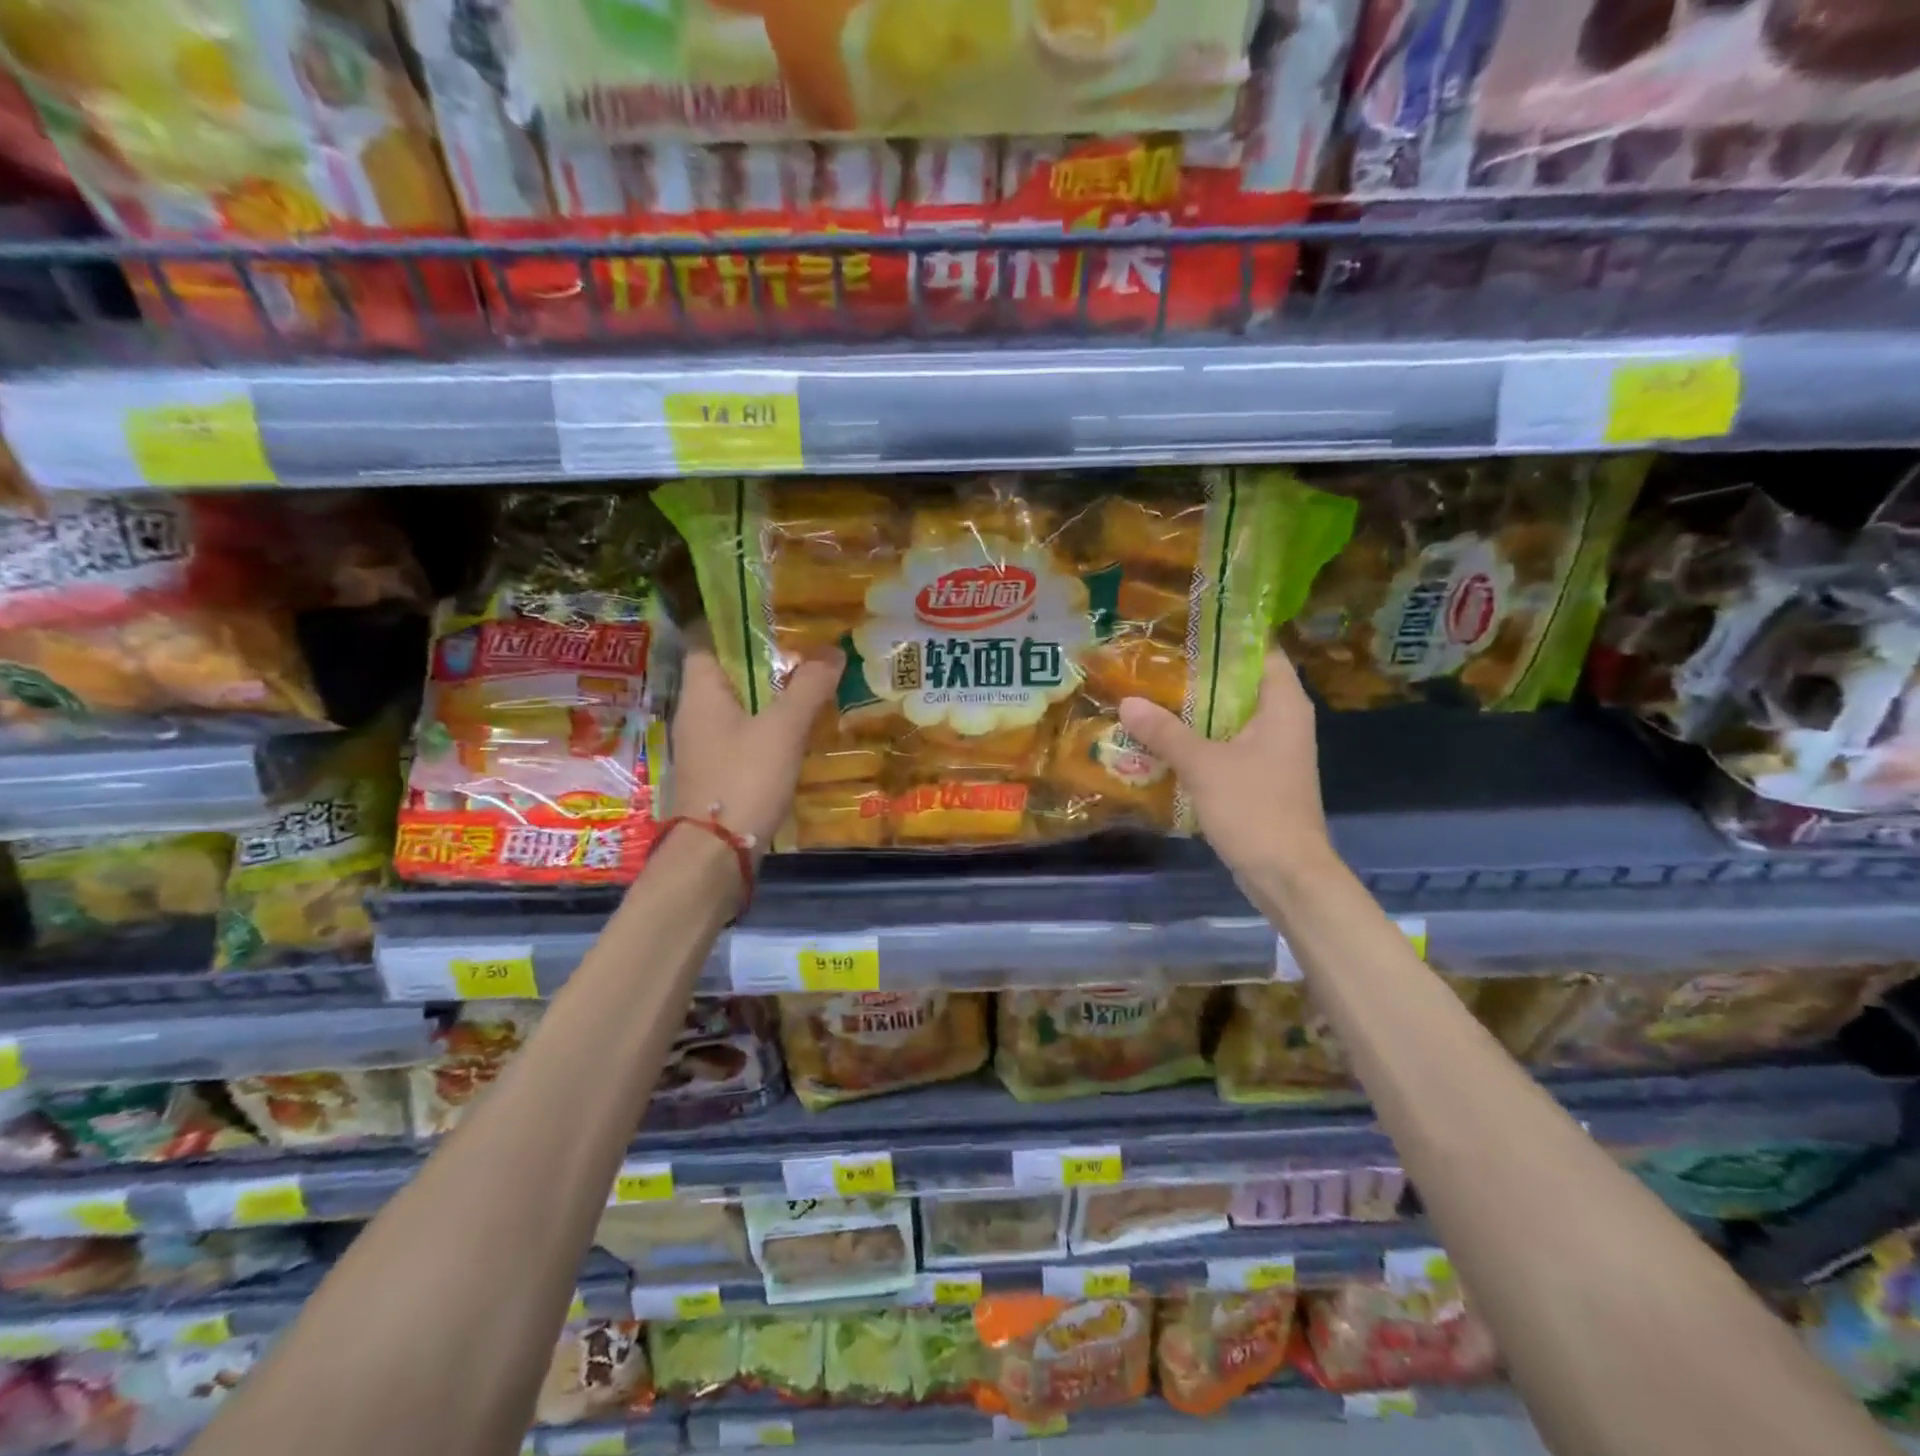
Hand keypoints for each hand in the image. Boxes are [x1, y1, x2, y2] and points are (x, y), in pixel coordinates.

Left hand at [668, 640, 842, 859]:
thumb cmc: (744, 780)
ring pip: (741, 706)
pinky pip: (746, 735)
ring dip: (773, 696)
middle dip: (767, 661)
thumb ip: (808, 687)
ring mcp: (706, 745)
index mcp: (701, 692)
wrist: (716, 856)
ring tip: (813, 685)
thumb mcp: (783, 729)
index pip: (707, 639)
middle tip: (809, 650)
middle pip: (729, 673)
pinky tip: (801, 732)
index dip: (737, 624)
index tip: (776, 617)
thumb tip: (833, 651)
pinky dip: (770, 727)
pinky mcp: (720, 772)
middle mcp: (696, 713)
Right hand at [1117, 650, 1333, 881]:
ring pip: (1231, 718)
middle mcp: (1283, 722)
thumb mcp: (1203, 765)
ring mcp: (1272, 752)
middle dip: (1199, 675)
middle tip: (1155, 663)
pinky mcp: (1259, 778)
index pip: (1261, 652)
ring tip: (1150, 696)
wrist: (1287, 875)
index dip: (1227, 636)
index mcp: (1283, 706)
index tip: (1186, 629)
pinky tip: (1164, 741)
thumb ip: (1165, 732)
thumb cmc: (1254, 809)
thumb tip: (1127, 702)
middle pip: (1241, 684)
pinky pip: (1227, 746)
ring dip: (1195, 711)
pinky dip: (1200, 741)